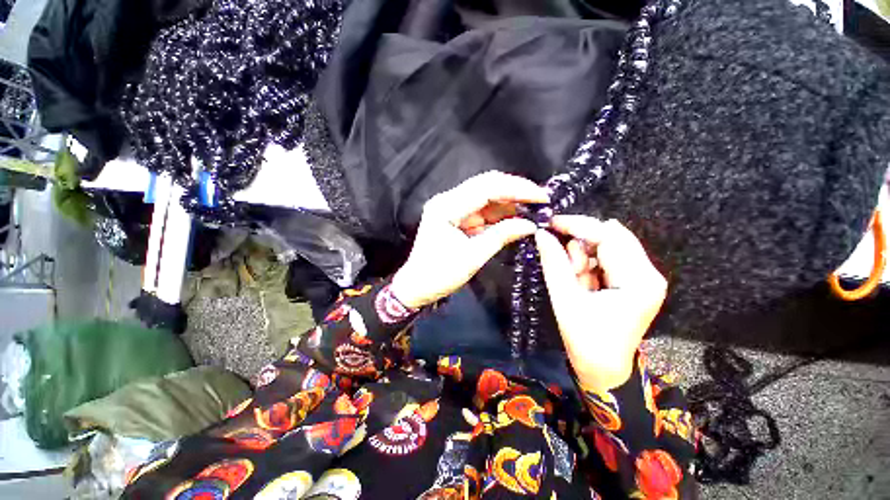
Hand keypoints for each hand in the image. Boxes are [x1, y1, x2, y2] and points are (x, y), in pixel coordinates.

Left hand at [391, 171, 548, 308]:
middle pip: (486, 185)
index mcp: (446, 207)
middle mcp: (448, 200)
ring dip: (510, 201)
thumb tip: (530, 225)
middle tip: (541, 200)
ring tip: (534, 208)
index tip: (541, 196)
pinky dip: (501, 213)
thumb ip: (501, 236)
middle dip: (515, 191)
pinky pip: (483, 210)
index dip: (516, 189)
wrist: (417, 287)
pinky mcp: (457, 217)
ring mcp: (452, 207)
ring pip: (486, 196)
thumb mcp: (473, 257)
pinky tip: (517, 216)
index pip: (486, 188)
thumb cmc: (440, 275)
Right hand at [535, 216, 666, 392]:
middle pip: (611, 238)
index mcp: (639, 281)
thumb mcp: (565, 298)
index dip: (578, 225)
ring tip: (575, 281)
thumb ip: (554, 263)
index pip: (609, 237)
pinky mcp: (633, 281)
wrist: (601, 369)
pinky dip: (588, 264)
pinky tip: (582, 282)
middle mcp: (649, 274)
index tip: (551, 222)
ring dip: (583, 257)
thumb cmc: (585, 339)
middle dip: (581, 246)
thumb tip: (541, 234)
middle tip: (564, 263)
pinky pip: (607, 258)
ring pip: (607, 247)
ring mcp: (643, 277)